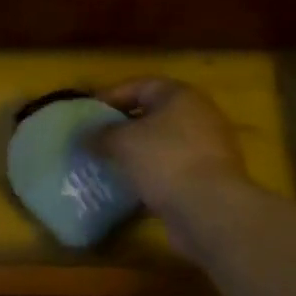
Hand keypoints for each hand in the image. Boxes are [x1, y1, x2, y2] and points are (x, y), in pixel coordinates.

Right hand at [93, 78, 252, 251]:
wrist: (211, 210)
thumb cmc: (165, 160)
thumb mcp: (123, 142)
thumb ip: (100, 135)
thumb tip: (84, 136)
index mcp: (180, 96)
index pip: (140, 85)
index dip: (111, 96)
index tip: (88, 113)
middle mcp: (199, 116)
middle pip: (153, 115)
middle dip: (124, 127)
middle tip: (97, 139)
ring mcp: (208, 149)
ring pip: (163, 145)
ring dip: (138, 155)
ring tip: (109, 165)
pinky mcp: (209, 180)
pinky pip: (173, 171)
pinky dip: (153, 177)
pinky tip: (130, 190)